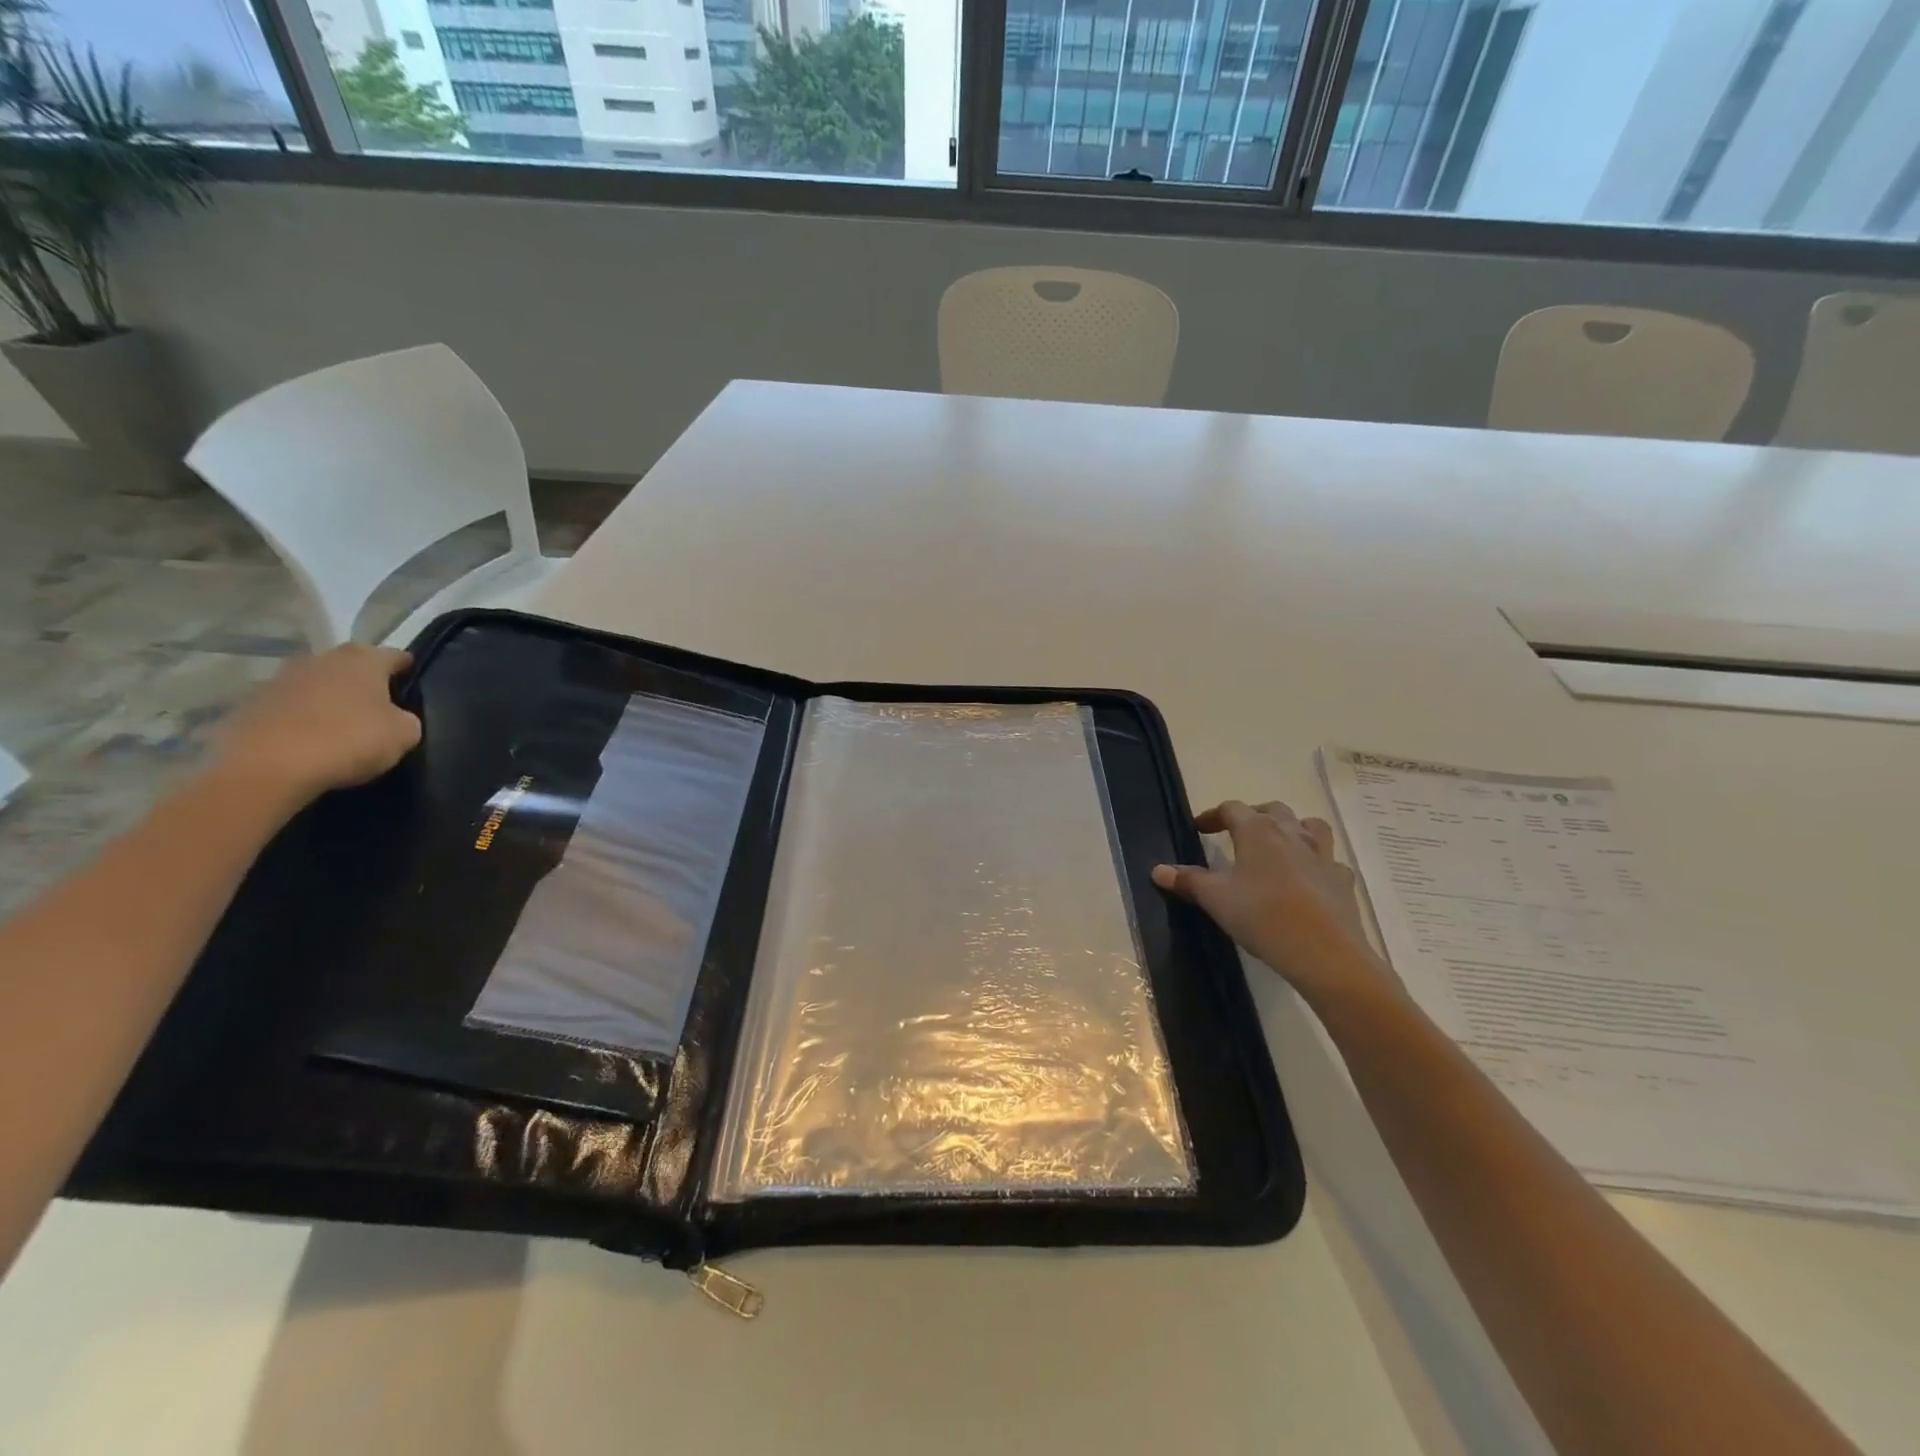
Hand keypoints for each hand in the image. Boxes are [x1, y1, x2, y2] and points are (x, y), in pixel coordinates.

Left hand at [213, 644, 421, 804]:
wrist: (267, 766)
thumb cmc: (349, 740)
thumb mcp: (404, 734)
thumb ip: (406, 718)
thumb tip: (395, 717)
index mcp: (363, 659)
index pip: (396, 656)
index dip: (407, 670)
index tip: (412, 687)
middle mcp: (321, 659)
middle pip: (351, 666)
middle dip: (364, 682)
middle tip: (377, 708)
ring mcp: (280, 679)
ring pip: (316, 684)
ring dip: (328, 699)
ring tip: (339, 727)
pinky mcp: (250, 704)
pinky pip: (288, 707)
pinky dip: (300, 718)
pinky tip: (307, 741)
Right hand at [1152, 800, 1397, 1005]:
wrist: (1324, 952)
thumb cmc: (1261, 915)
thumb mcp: (1215, 899)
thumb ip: (1188, 881)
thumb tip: (1158, 870)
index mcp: (1257, 831)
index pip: (1231, 808)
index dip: (1212, 816)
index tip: (1199, 829)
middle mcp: (1292, 833)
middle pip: (1272, 810)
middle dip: (1253, 816)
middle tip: (1238, 834)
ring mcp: (1323, 854)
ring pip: (1309, 826)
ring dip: (1292, 829)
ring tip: (1279, 845)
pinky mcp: (1342, 880)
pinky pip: (1330, 860)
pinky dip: (1317, 863)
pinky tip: (1308, 879)